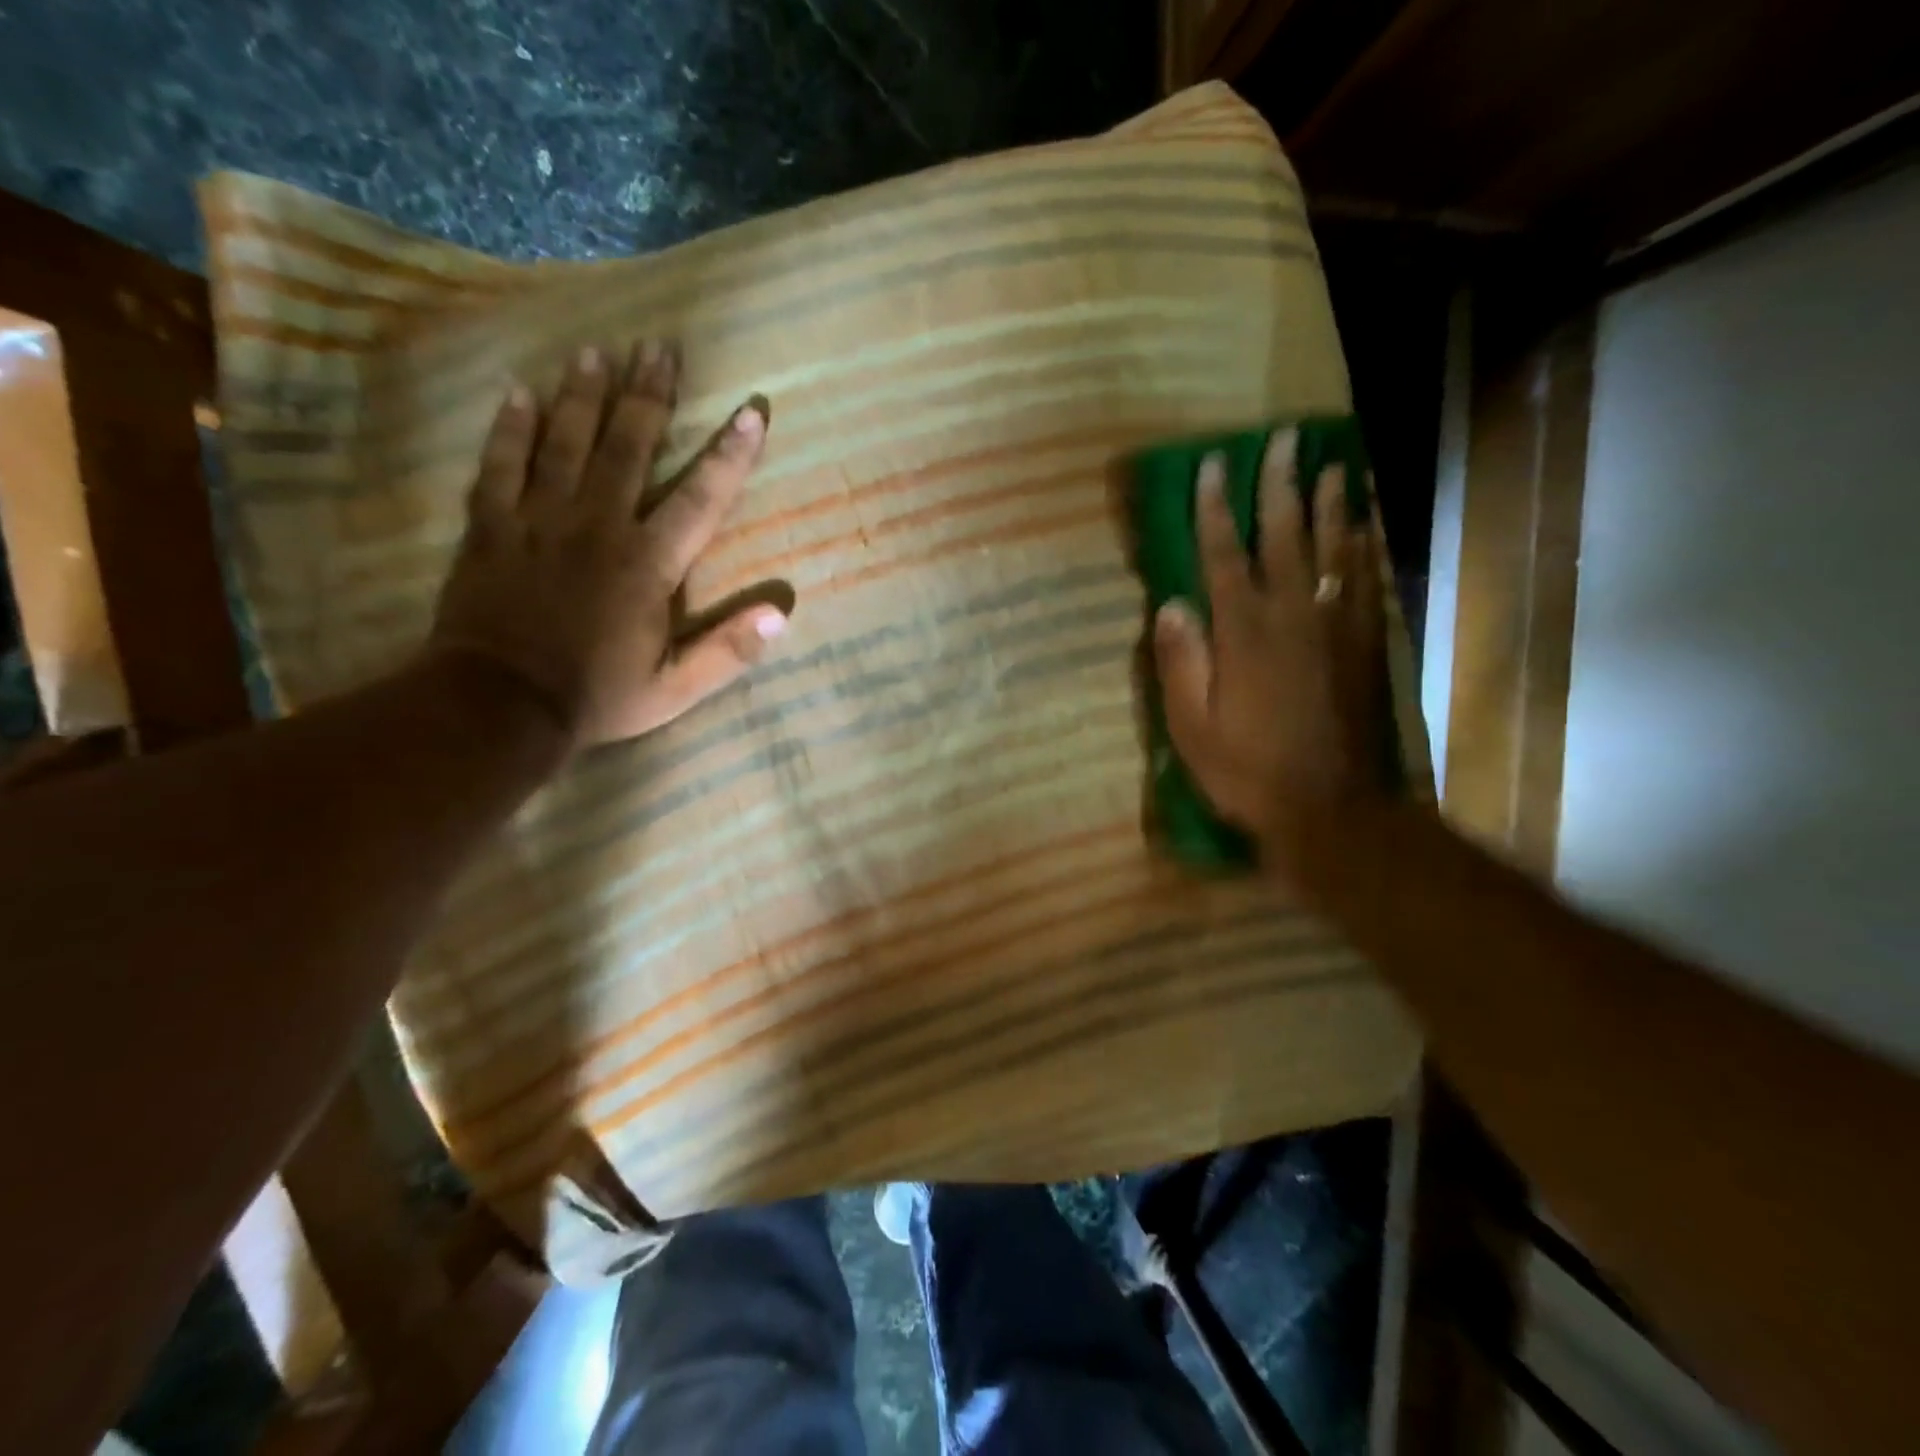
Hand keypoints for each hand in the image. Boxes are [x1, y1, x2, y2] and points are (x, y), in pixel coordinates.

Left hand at [430, 342, 786, 749]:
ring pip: (566, 442)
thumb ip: (728, 651)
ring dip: (584, 394)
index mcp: (648, 564)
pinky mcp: (491, 527)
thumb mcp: (676, 688)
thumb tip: (782, 614)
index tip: (752, 412)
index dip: (731, 455)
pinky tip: (520, 392)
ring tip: (599, 350)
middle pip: (628, 446)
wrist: (499, 707)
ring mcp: (538, 520)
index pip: (701, 497)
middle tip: (661, 347)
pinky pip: (500, 464)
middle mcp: (598, 526)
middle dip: (649, 396)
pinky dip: (511, 427)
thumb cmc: (597, 697)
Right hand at [1152, 429, 1387, 871]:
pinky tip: (1366, 527)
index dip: (1215, 508)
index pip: (1223, 555)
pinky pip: (1367, 581)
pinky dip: (1365, 547)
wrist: (1333, 808)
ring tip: (1334, 465)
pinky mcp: (1367, 644)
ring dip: (1333, 503)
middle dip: (1281, 485)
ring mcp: (1337, 626)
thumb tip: (1171, 605)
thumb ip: (1182, 663)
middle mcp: (1293, 615)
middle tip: (1284, 440)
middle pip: (1286, 535)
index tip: (1214, 466)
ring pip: (1335, 549)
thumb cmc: (1249, 771)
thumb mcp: (1192, 727)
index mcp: (1244, 632)